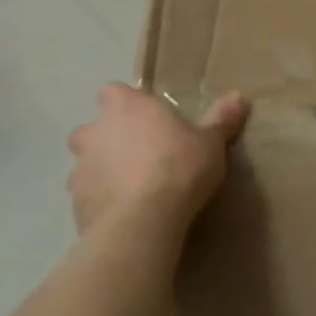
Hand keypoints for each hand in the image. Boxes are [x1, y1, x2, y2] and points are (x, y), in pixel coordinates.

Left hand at [66, 83, 248, 235]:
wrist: (142, 223)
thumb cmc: (178, 168)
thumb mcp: (210, 143)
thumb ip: (220, 120)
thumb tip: (239, 97)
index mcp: (126, 107)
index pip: (113, 91)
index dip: (126, 102)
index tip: (147, 117)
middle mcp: (95, 132)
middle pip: (92, 128)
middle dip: (108, 139)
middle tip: (138, 154)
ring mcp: (80, 169)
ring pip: (86, 164)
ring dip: (103, 171)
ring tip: (132, 188)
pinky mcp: (75, 204)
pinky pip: (88, 197)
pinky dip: (102, 201)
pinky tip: (125, 214)